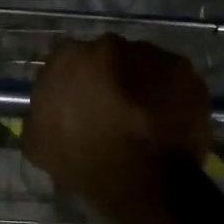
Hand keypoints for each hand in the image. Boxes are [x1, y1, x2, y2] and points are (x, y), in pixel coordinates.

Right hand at [23, 36, 210, 221]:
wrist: (141, 179)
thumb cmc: (83, 160)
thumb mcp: (38, 144)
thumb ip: (40, 115)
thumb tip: (47, 112)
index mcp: (70, 57)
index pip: (66, 61)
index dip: (72, 83)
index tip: (77, 104)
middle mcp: (111, 44)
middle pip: (106, 57)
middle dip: (107, 78)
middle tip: (111, 110)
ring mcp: (152, 54)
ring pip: (142, 65)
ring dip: (140, 84)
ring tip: (143, 118)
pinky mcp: (186, 71)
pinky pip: (173, 80)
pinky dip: (169, 95)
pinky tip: (166, 121)